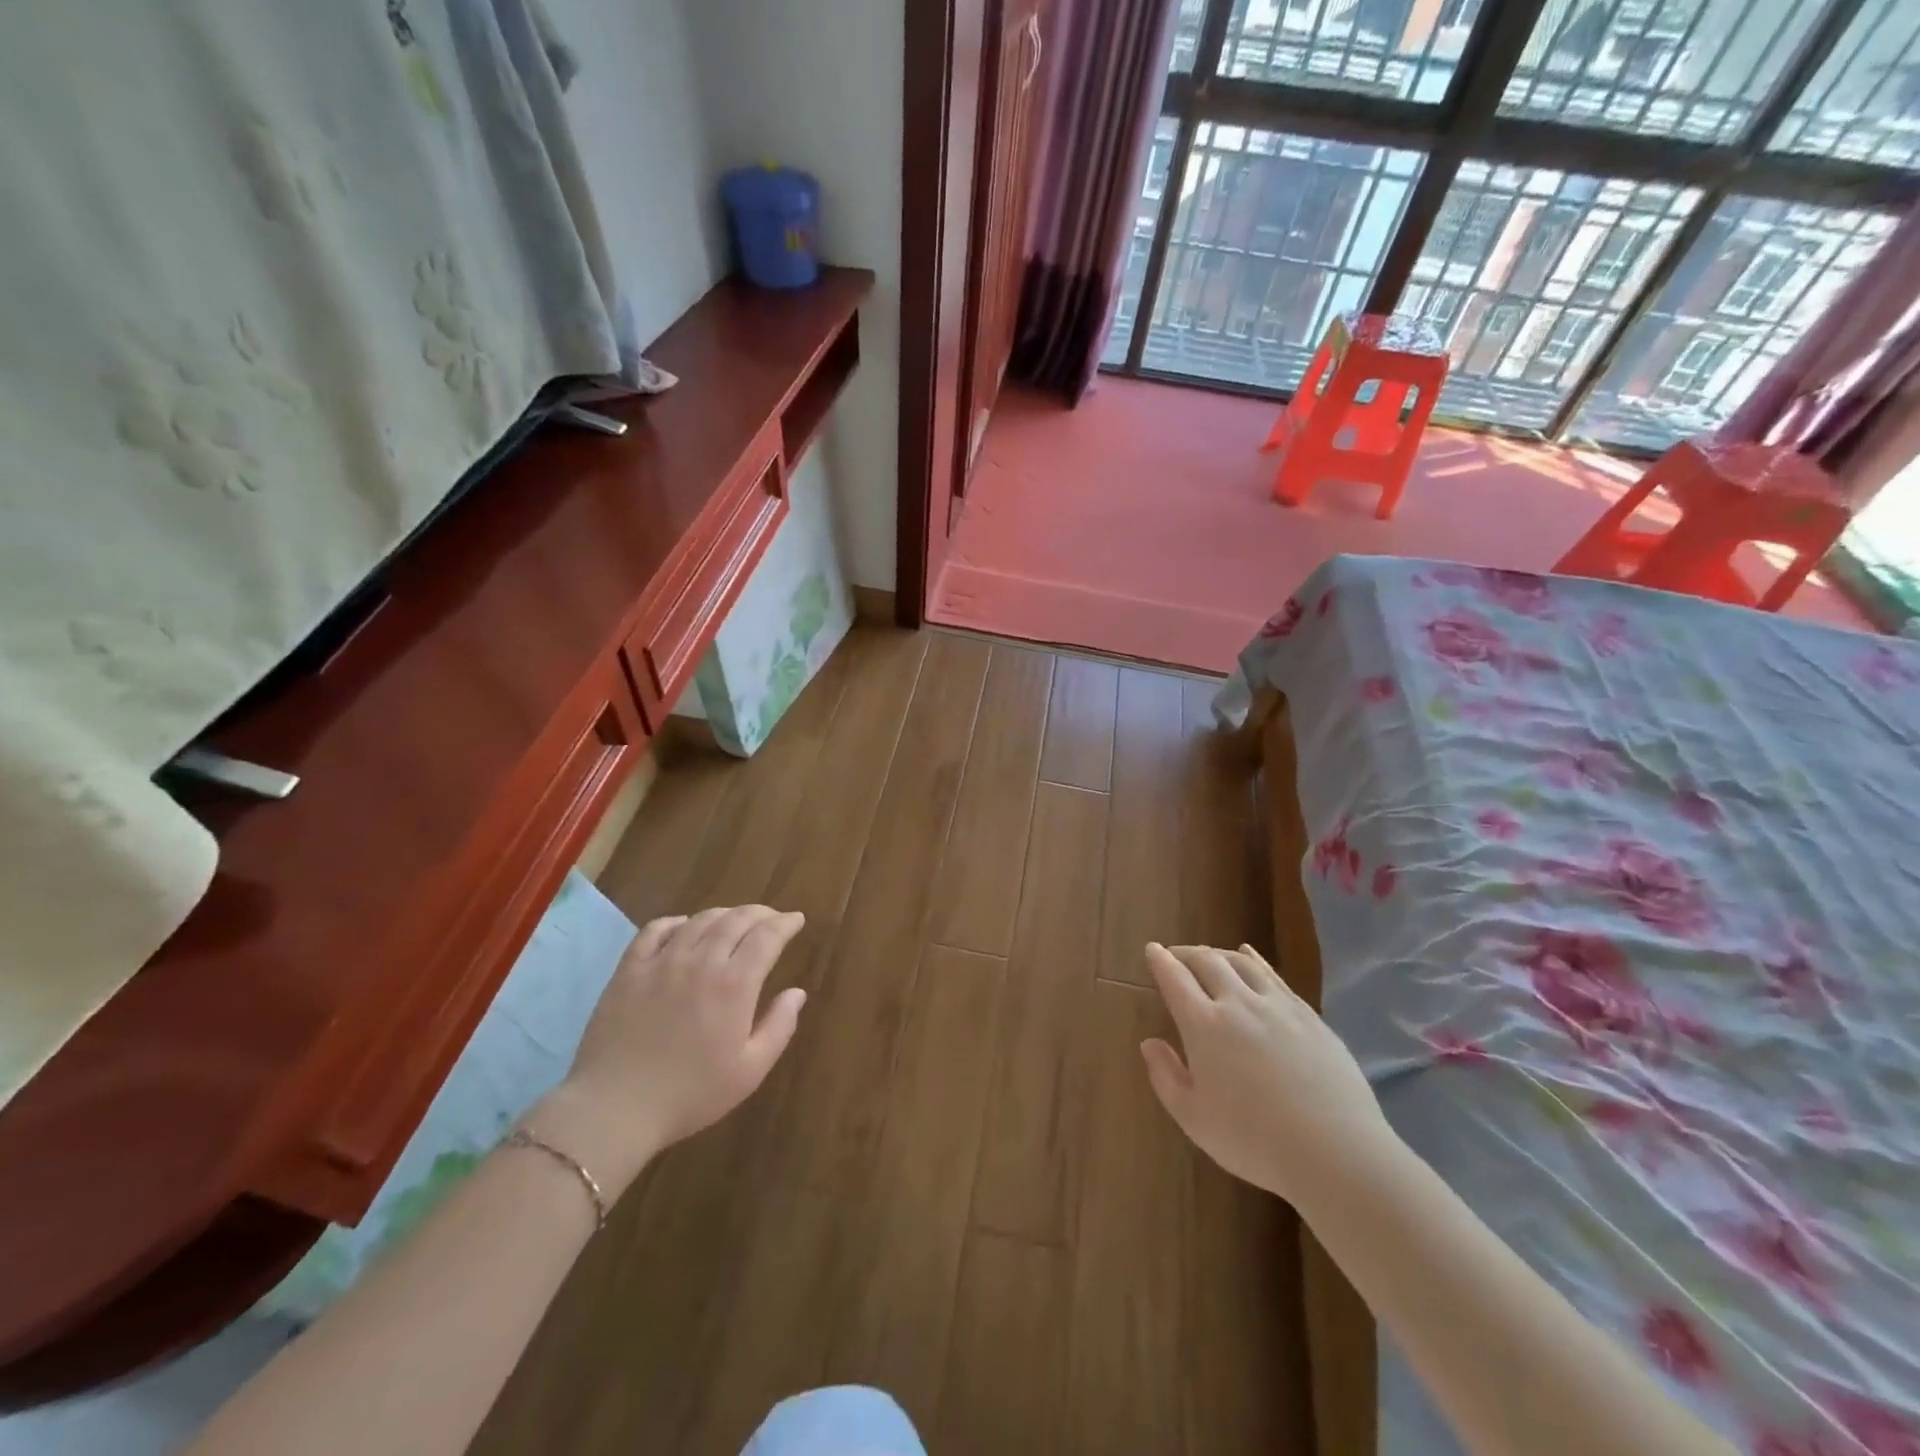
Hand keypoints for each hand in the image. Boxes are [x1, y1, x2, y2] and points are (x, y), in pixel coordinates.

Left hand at [525, 906, 807, 1196]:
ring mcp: (662, 962)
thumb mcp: (750, 1071)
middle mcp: (701, 961)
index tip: (797, 920)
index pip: (767, 936)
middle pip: (736, 920)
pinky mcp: (629, 969)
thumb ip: (779, 1027)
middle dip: (760, 913)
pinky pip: (655, 930)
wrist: (615, 1108)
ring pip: (699, 920)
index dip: (785, 923)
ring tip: (734, 920)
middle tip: (771, 918)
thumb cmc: (690, 1094)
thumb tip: (796, 993)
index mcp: (734, 985)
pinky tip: (683, 927)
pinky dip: (676, 922)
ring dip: (724, 914)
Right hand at [1139, 942, 1397, 1210]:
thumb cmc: (1254, 1141)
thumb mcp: (1193, 1119)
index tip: (1152, 949)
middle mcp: (1238, 1003)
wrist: (1335, 1151)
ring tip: (1209, 956)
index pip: (1175, 979)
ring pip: (1241, 963)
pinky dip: (1255, 959)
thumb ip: (1165, 1077)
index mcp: (1204, 1025)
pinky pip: (1273, 975)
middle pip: (1208, 961)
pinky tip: (1250, 956)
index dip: (1160, 960)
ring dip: (1219, 953)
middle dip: (1186, 953)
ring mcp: (1277, 1005)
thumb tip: (1149, 1043)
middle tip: (1176, 954)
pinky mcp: (1308, 1015)